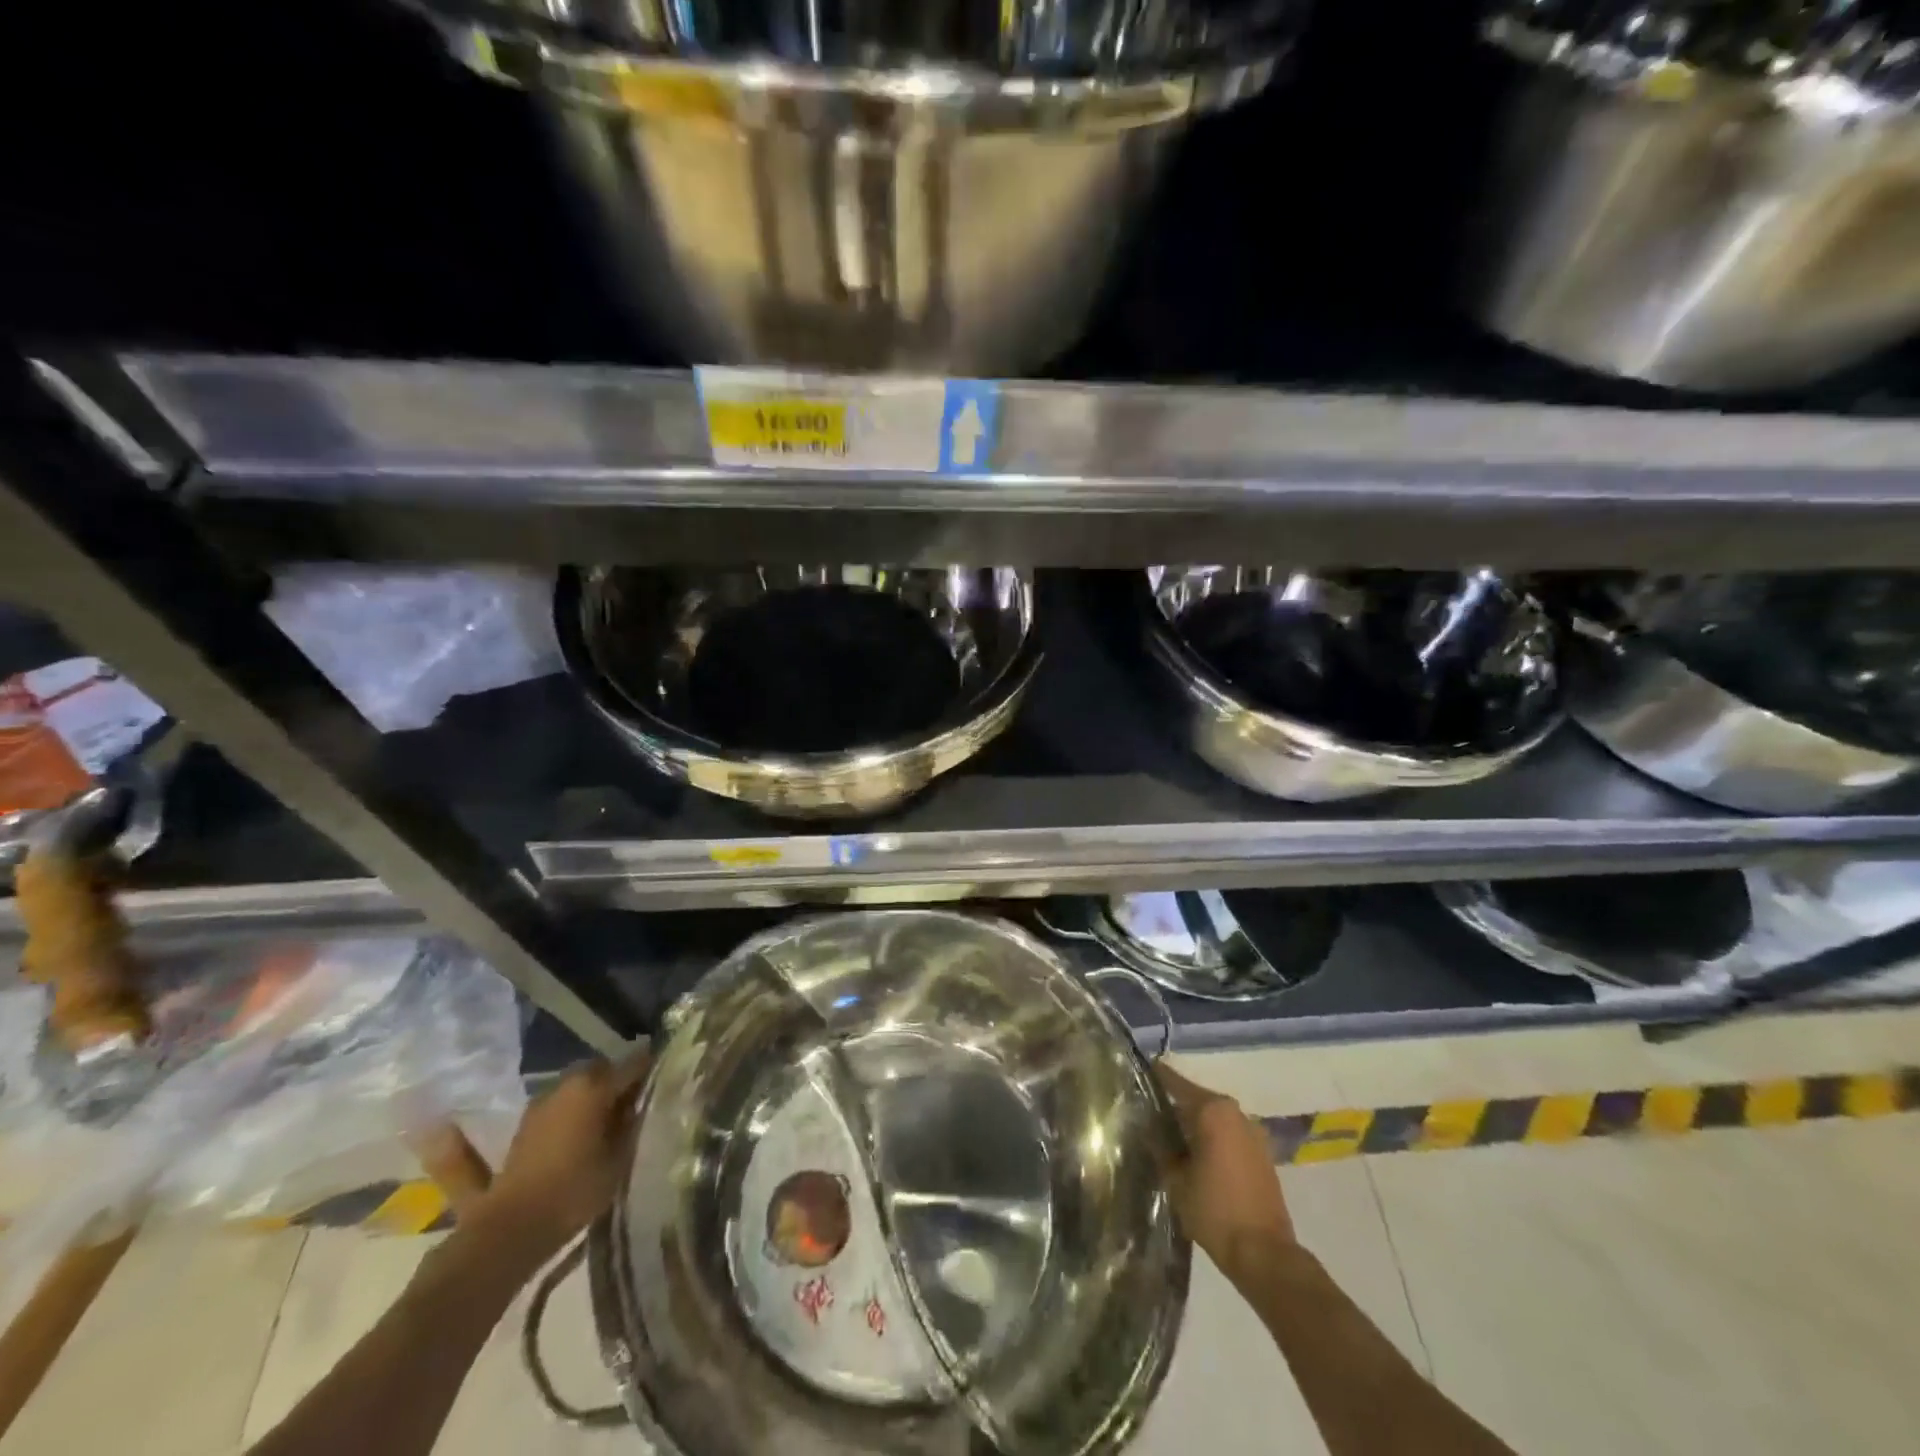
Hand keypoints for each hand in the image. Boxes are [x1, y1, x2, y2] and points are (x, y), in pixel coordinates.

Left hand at [474, 1053, 650, 1258]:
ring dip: (595, 1093)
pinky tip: (582, 1130)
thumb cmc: (575, 1190)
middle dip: (621, 1080)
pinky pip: (561, 1102)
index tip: (667, 1078)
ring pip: (579, 1085)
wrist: (512, 1227)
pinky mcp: (526, 1122)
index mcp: (595, 1086)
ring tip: (609, 1119)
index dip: (652, 1068)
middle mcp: (568, 1083)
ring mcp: (542, 1101)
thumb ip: (634, 1124)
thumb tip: (643, 1104)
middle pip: (604, 1069)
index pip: (635, 1062)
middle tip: (637, 1103)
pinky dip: (575, 1107)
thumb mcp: (620, 1158)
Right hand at [1156, 1064, 1294, 1277]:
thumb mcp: (1175, 1178)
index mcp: (1213, 1110)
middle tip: (1147, 1116)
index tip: (1136, 1073)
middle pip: (1196, 1100)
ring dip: (1194, 1125)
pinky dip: (1212, 1139)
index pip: (1176, 1083)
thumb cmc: (1215, 1211)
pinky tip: (1195, 1156)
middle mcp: (1236, 1112)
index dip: (1155, 1078)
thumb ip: (1160, 1145)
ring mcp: (1253, 1132)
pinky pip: (1229, 1135)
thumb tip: (1148, 1126)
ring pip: (1214, 1118)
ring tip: (1169, 1138)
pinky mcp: (1262, 1154)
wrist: (1265, 1255)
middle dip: (1173, 1107)